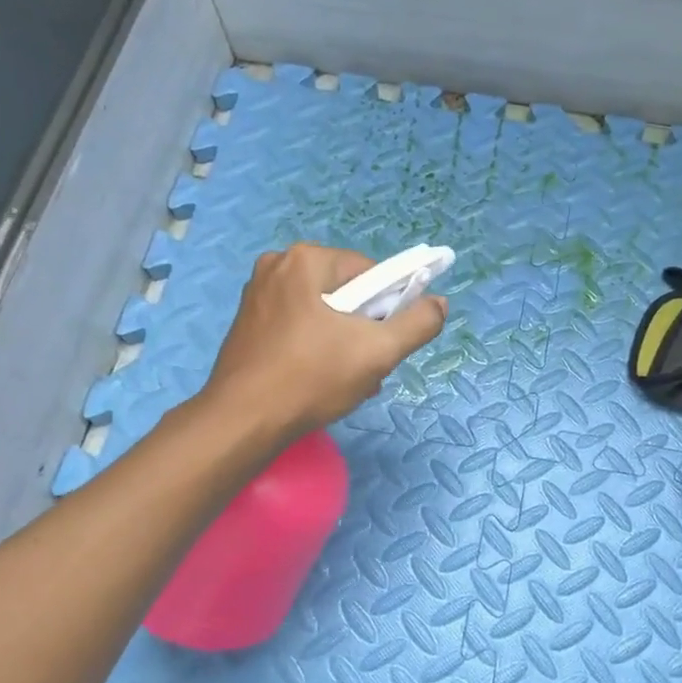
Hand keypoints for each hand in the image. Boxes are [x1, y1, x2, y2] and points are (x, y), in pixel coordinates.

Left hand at [202, 244, 446, 440]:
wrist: (243, 422)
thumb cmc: (312, 378)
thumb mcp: (378, 352)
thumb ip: (418, 323)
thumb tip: (438, 303)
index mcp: (306, 260)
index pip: (371, 273)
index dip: (389, 307)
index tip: (385, 342)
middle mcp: (277, 267)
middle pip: (347, 293)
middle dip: (365, 329)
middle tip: (367, 366)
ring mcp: (257, 295)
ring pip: (324, 313)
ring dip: (344, 343)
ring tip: (347, 380)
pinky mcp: (247, 324)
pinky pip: (299, 326)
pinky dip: (317, 348)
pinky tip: (320, 380)